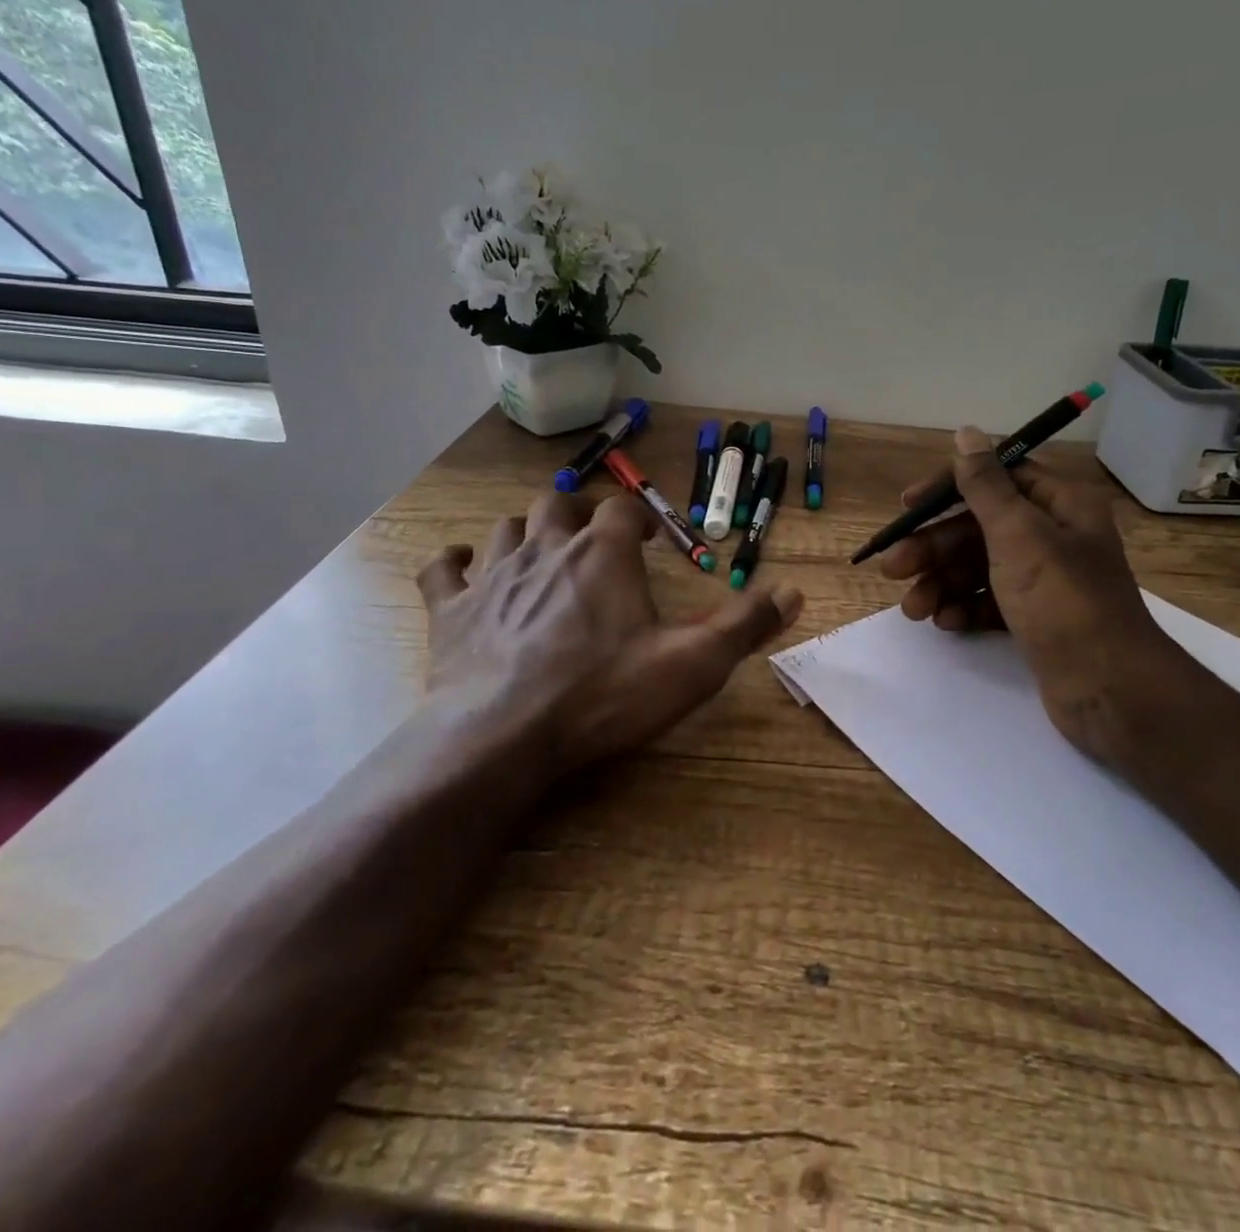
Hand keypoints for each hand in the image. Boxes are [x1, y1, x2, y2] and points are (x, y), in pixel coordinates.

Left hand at [416, 491, 802, 782]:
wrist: (503, 735)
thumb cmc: (603, 695)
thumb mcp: (691, 665)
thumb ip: (744, 626)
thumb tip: (795, 592)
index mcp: (602, 554)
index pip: (621, 509)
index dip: (637, 518)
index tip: (647, 538)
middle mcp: (546, 549)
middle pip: (557, 504)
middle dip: (577, 511)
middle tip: (591, 534)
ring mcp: (493, 576)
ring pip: (505, 528)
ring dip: (524, 531)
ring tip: (538, 549)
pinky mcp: (452, 610)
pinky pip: (444, 568)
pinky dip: (454, 561)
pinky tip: (462, 565)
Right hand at [879, 427, 1178, 764]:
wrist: (1109, 689)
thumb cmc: (1062, 600)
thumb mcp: (1018, 534)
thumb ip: (985, 485)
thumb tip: (966, 433)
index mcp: (1060, 505)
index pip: (996, 478)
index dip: (948, 488)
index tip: (907, 505)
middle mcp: (1054, 536)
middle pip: (979, 528)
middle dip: (934, 548)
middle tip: (893, 568)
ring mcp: (1044, 581)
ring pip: (979, 568)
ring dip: (941, 583)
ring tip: (914, 610)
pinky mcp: (1035, 618)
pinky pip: (989, 601)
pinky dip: (964, 608)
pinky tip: (945, 623)